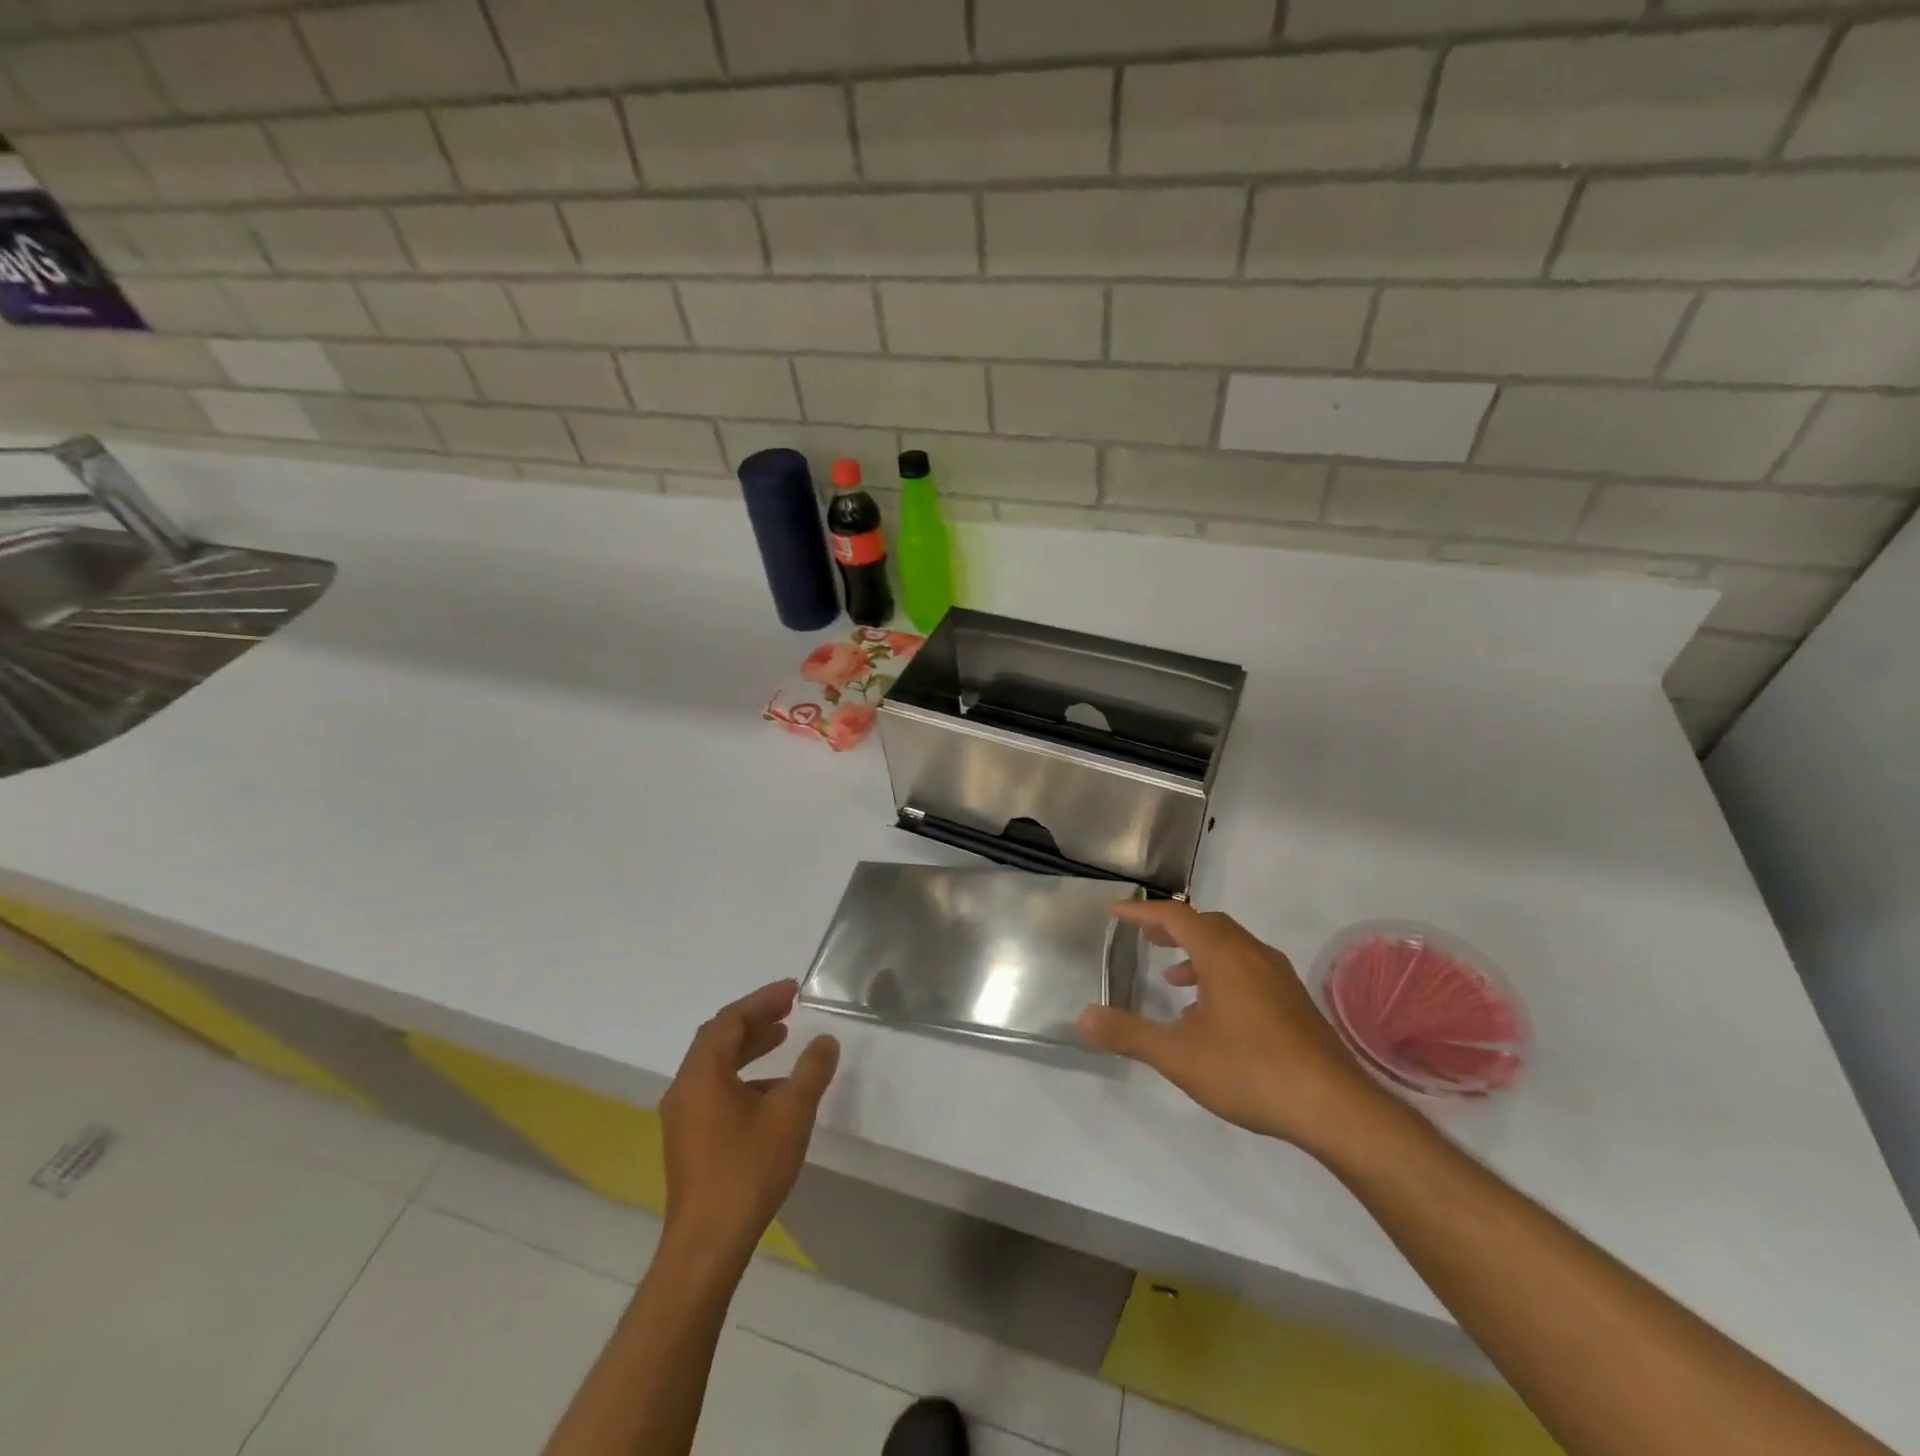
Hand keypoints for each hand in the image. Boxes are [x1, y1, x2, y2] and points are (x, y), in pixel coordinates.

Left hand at [659, 980, 838, 1265]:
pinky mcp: (689, 1140)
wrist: (707, 1245)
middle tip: (788, 1009)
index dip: (762, 1000)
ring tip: (783, 1039)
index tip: (793, 990)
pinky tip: (773, 1092)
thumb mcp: (791, 1114)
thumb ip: (811, 1071)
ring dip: (749, 1048)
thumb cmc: (747, 1170)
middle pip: (718, 1039)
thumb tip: (825, 1041)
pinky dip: (743, 1077)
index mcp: (702, 1075)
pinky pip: (715, 1089)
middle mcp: (685, 1089)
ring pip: (716, 1065)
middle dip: (754, 1020)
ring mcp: (683, 1117)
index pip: (730, 1020)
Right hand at [1079, 901, 1392, 1157]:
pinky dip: (1222, 972)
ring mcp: (1279, 977)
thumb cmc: (1250, 1071)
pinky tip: (1215, 1013)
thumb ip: (1130, 1033)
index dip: (1142, 912)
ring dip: (1198, 952)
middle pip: (1206, 924)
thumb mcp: (1179, 1055)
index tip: (1115, 912)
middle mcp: (1252, 954)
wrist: (1335, 1107)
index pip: (1175, 916)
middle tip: (1145, 937)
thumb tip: (1084, 1017)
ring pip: (1231, 946)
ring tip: (1174, 979)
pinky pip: (1249, 968)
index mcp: (1223, 954)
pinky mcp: (1295, 1001)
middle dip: (1172, 927)